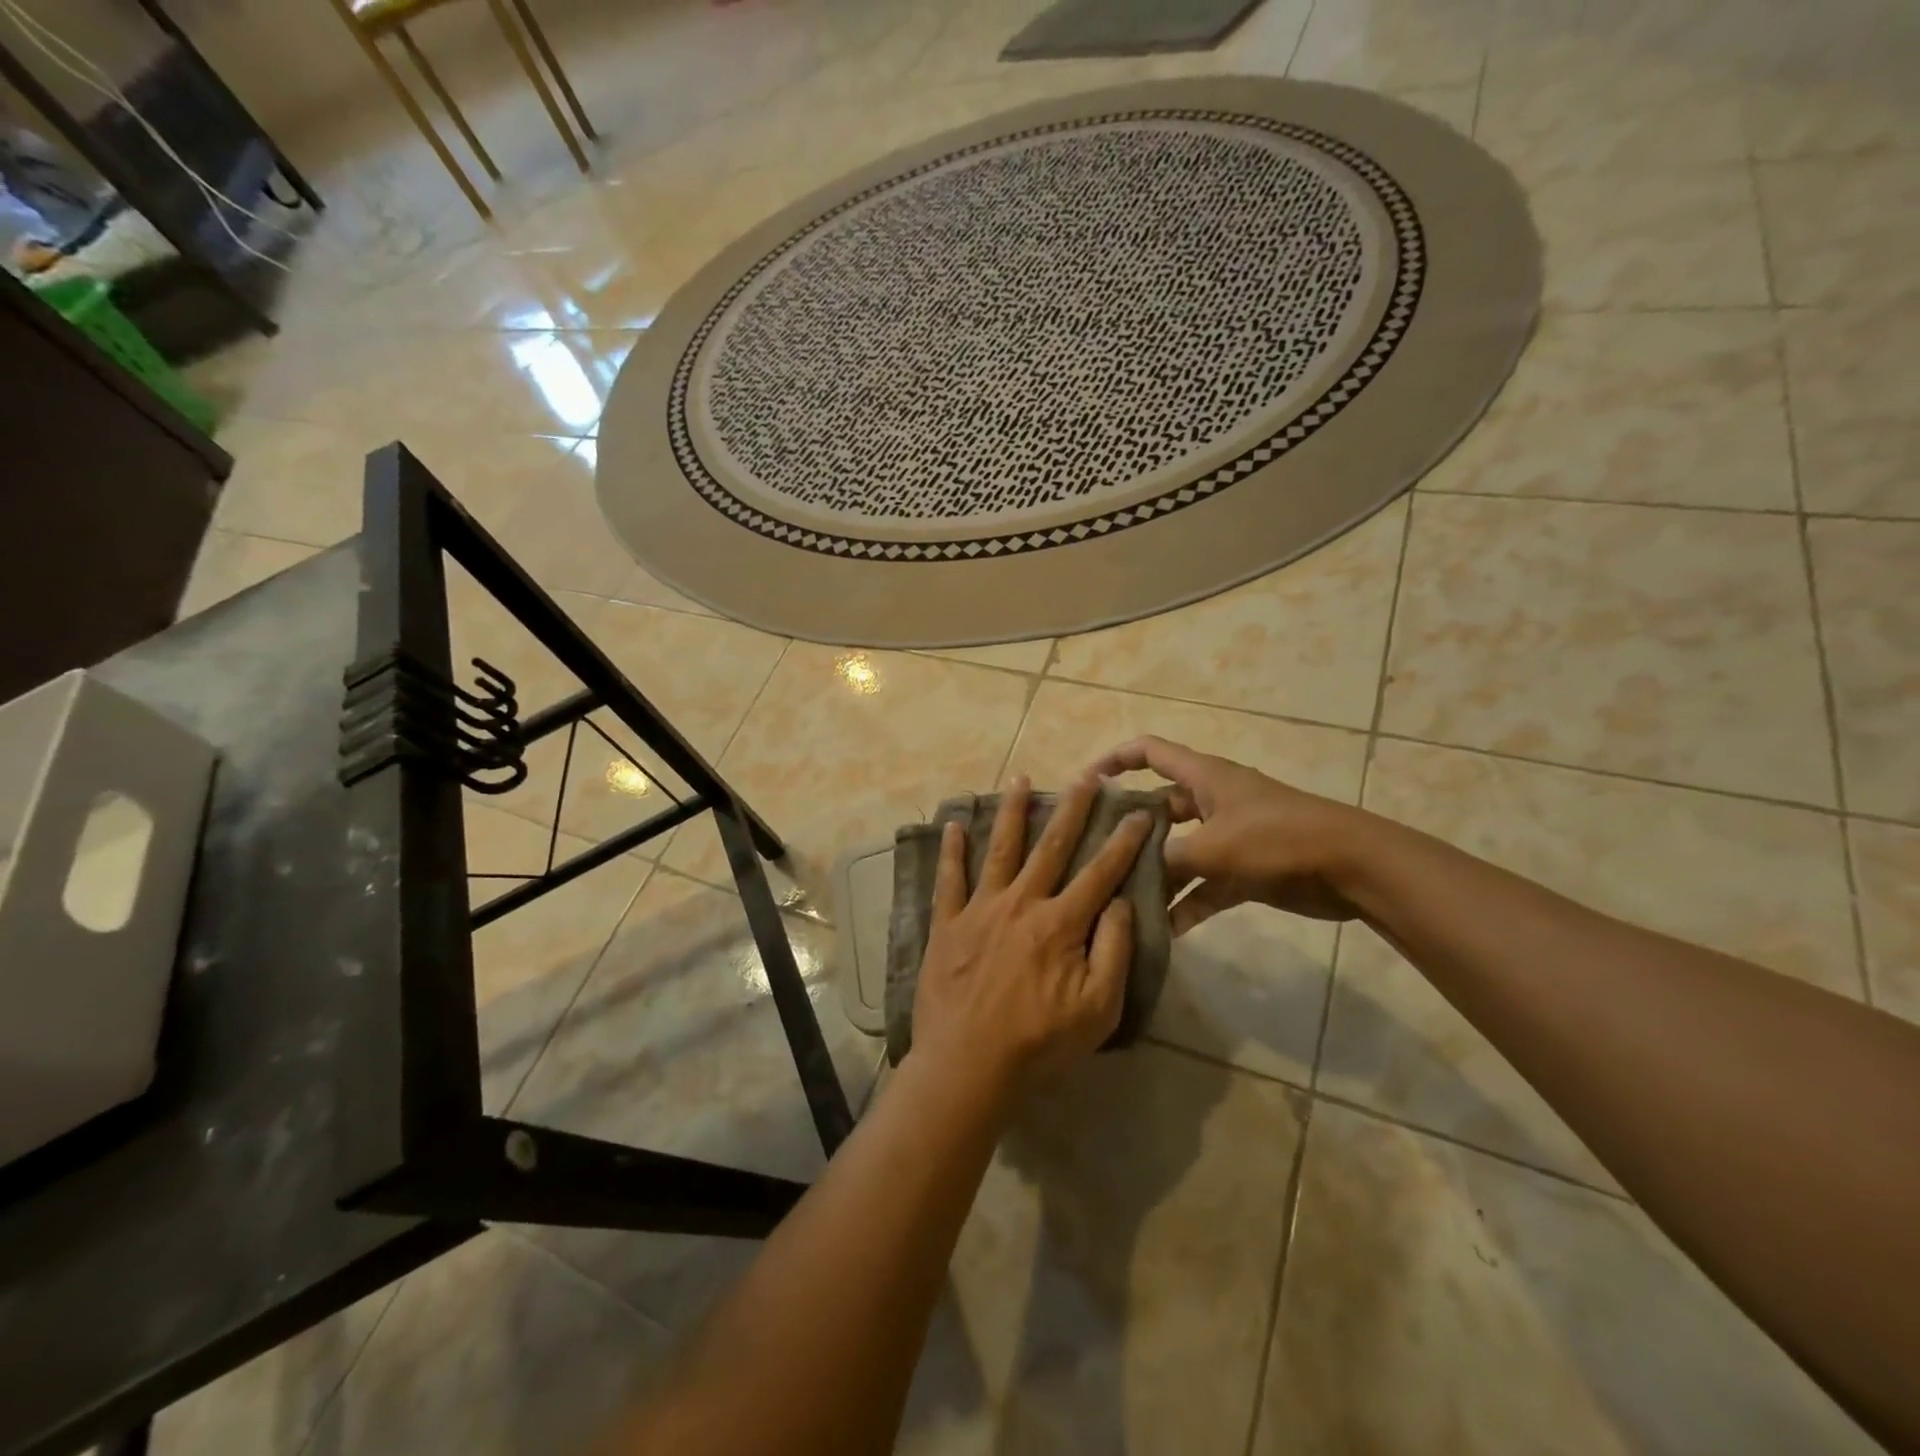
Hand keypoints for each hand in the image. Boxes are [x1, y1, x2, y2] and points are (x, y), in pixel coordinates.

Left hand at [910, 776, 1152, 1098]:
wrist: (967, 1065)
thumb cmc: (1039, 1042)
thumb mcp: (1098, 1008)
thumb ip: (1113, 950)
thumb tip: (1118, 902)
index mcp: (1060, 922)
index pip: (1100, 872)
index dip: (1123, 841)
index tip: (1138, 812)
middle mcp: (1021, 902)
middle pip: (1051, 846)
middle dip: (1072, 808)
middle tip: (1087, 776)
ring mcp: (980, 909)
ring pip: (1000, 849)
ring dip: (1011, 811)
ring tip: (1019, 778)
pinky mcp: (947, 924)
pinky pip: (948, 879)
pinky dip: (951, 850)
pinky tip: (951, 823)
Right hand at [1090, 736, 1371, 932]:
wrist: (1352, 867)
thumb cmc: (1278, 838)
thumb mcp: (1214, 846)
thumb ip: (1168, 859)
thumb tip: (1130, 874)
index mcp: (1203, 777)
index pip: (1149, 752)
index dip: (1115, 760)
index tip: (1086, 784)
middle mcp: (1211, 801)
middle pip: (1158, 808)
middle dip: (1128, 831)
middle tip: (1093, 856)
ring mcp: (1228, 837)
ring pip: (1179, 852)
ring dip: (1156, 875)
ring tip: (1120, 899)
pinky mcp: (1245, 870)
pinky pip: (1204, 886)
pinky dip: (1187, 904)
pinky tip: (1164, 931)